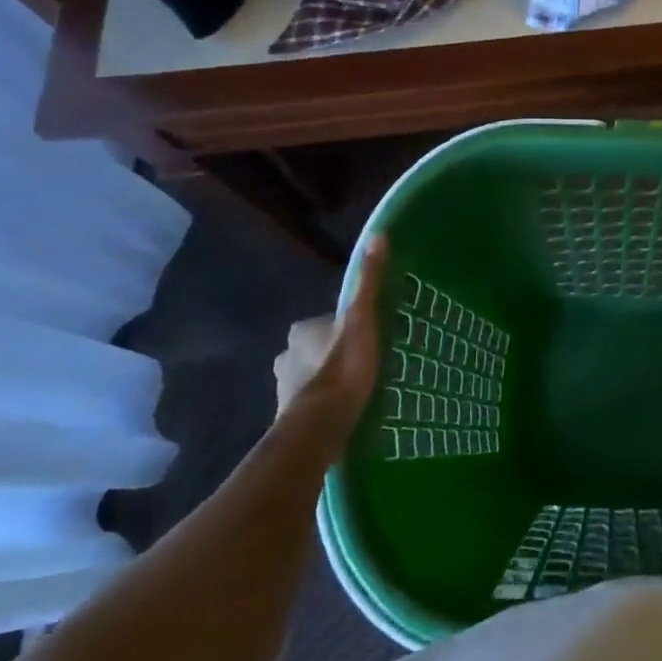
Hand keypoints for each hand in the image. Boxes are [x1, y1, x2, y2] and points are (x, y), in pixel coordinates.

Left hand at [273, 235, 388, 431]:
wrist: (322, 425)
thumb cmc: (343, 367)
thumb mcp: (363, 319)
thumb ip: (368, 281)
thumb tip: (377, 235)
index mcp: (301, 330)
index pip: (329, 321)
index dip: (350, 326)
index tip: (371, 337)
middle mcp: (285, 355)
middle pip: (319, 347)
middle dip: (337, 352)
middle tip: (367, 363)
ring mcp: (284, 387)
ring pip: (313, 375)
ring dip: (330, 379)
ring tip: (359, 389)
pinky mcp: (289, 416)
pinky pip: (311, 402)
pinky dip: (325, 403)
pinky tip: (344, 411)